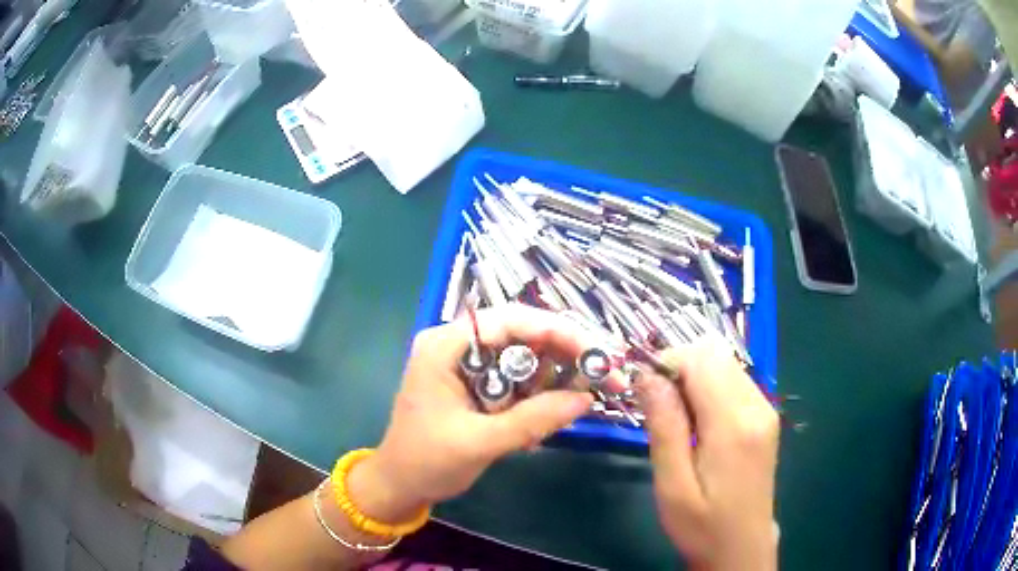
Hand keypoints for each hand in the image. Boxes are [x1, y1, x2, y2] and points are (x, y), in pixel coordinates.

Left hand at [349, 305, 607, 521]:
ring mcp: (465, 363)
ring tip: (579, 399)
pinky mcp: (474, 383)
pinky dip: (537, 393)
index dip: (556, 331)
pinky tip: (550, 415)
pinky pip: (516, 378)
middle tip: (603, 375)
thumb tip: (586, 399)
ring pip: (523, 356)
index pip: (510, 320)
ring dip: (554, 376)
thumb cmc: (426, 461)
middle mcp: (456, 344)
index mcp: (446, 345)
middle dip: (563, 354)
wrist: (399, 485)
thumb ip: (532, 420)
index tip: (595, 352)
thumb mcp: (479, 443)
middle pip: (521, 334)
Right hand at [636, 341, 779, 570]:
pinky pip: (734, 381)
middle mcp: (757, 406)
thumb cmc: (702, 525)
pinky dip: (709, 388)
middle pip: (715, 354)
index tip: (643, 390)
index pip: (702, 359)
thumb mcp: (672, 485)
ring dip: (694, 378)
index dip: (667, 362)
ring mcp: (766, 409)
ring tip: (676, 418)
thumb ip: (665, 426)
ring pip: (725, 364)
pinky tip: (697, 423)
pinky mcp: (765, 417)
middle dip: (680, 367)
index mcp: (734, 424)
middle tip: (657, 406)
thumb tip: (648, 375)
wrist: (741, 547)